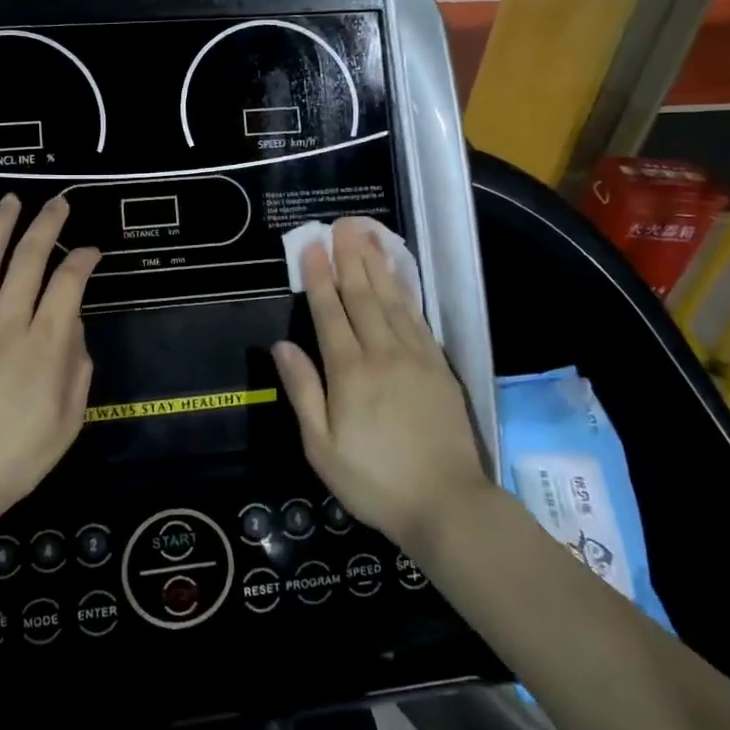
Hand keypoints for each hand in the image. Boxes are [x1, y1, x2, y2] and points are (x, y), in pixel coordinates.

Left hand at [0, 194, 100, 524]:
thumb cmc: (15, 458)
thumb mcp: (68, 421)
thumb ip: (77, 368)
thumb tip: (72, 327)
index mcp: (45, 346)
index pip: (69, 284)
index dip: (83, 260)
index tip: (92, 250)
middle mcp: (8, 323)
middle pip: (28, 260)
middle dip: (46, 225)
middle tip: (58, 202)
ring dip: (0, 226)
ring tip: (11, 201)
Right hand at [272, 218, 495, 554]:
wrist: (447, 504)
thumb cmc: (374, 481)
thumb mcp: (322, 447)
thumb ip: (303, 391)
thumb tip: (281, 345)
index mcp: (349, 373)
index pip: (329, 313)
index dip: (319, 278)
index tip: (312, 246)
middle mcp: (381, 354)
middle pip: (362, 296)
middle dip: (349, 258)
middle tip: (342, 224)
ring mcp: (415, 357)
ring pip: (391, 300)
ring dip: (376, 265)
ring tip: (367, 236)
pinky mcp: (438, 366)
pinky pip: (417, 318)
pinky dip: (405, 291)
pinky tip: (397, 276)